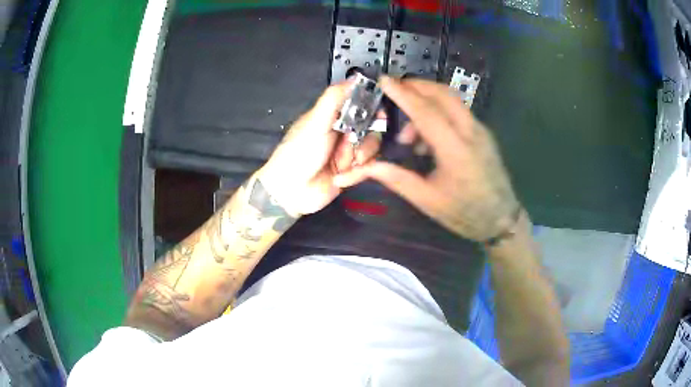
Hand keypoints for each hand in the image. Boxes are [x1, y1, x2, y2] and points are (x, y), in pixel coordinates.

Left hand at [258, 82, 380, 216]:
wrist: (291, 191)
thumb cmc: (299, 153)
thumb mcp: (315, 122)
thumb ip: (334, 98)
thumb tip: (354, 78)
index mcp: (332, 116)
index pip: (359, 103)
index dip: (372, 107)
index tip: (379, 113)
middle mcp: (342, 131)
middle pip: (371, 126)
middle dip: (366, 136)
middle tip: (354, 143)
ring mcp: (348, 151)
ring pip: (372, 146)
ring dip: (360, 155)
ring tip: (346, 164)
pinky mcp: (352, 170)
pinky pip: (369, 165)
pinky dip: (358, 171)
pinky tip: (343, 176)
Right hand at [334, 77, 519, 241]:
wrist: (501, 219)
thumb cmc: (465, 213)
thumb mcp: (428, 201)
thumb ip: (398, 179)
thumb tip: (368, 167)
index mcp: (455, 149)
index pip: (426, 111)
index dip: (403, 94)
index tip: (384, 80)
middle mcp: (471, 132)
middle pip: (443, 94)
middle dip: (416, 85)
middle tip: (394, 90)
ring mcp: (480, 130)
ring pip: (452, 100)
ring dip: (427, 102)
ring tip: (409, 135)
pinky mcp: (483, 133)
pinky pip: (458, 112)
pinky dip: (439, 113)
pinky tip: (428, 138)